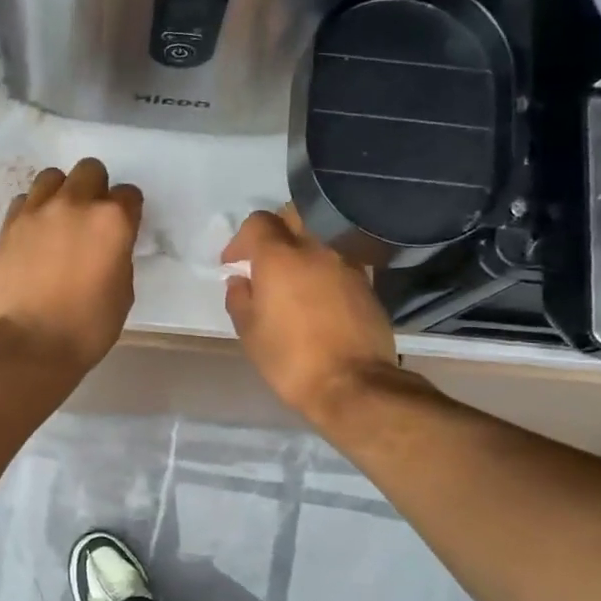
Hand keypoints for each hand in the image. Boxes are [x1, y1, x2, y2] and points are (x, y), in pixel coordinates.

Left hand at [0, 159, 143, 374]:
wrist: (31, 343)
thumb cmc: (88, 326)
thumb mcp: (123, 292)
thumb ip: (119, 255)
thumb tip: (108, 245)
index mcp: (112, 221)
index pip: (129, 195)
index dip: (128, 212)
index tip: (122, 230)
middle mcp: (75, 203)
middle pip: (90, 171)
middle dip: (96, 190)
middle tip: (90, 220)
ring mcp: (37, 210)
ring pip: (53, 177)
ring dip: (62, 193)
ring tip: (59, 221)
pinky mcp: (9, 224)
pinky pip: (24, 200)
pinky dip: (33, 210)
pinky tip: (35, 235)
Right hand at [222, 207, 399, 424]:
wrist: (353, 384)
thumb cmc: (290, 360)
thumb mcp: (250, 333)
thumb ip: (239, 299)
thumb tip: (240, 281)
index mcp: (280, 257)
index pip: (258, 222)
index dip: (240, 239)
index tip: (233, 263)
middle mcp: (316, 248)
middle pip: (294, 215)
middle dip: (275, 229)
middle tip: (264, 257)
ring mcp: (347, 263)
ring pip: (321, 236)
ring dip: (303, 248)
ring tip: (293, 278)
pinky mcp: (367, 282)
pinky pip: (339, 260)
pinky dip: (324, 267)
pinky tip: (319, 294)